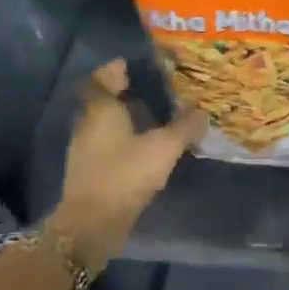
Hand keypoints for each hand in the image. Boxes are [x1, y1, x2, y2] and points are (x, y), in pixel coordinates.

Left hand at [48, 60, 203, 272]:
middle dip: (127, 93)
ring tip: (157, 118)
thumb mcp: (164, 147)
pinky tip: (147, 147)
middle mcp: (88, 124)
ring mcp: (86, 149)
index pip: (102, 77)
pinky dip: (125, 141)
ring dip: (127, 119)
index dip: (117, 69)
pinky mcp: (90, 171)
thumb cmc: (125, 173)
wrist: (92, 223)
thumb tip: (202, 112)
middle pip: (104, 100)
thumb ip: (184, 127)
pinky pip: (108, 145)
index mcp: (101, 109)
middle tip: (157, 89)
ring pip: (106, 124)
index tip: (138, 65)